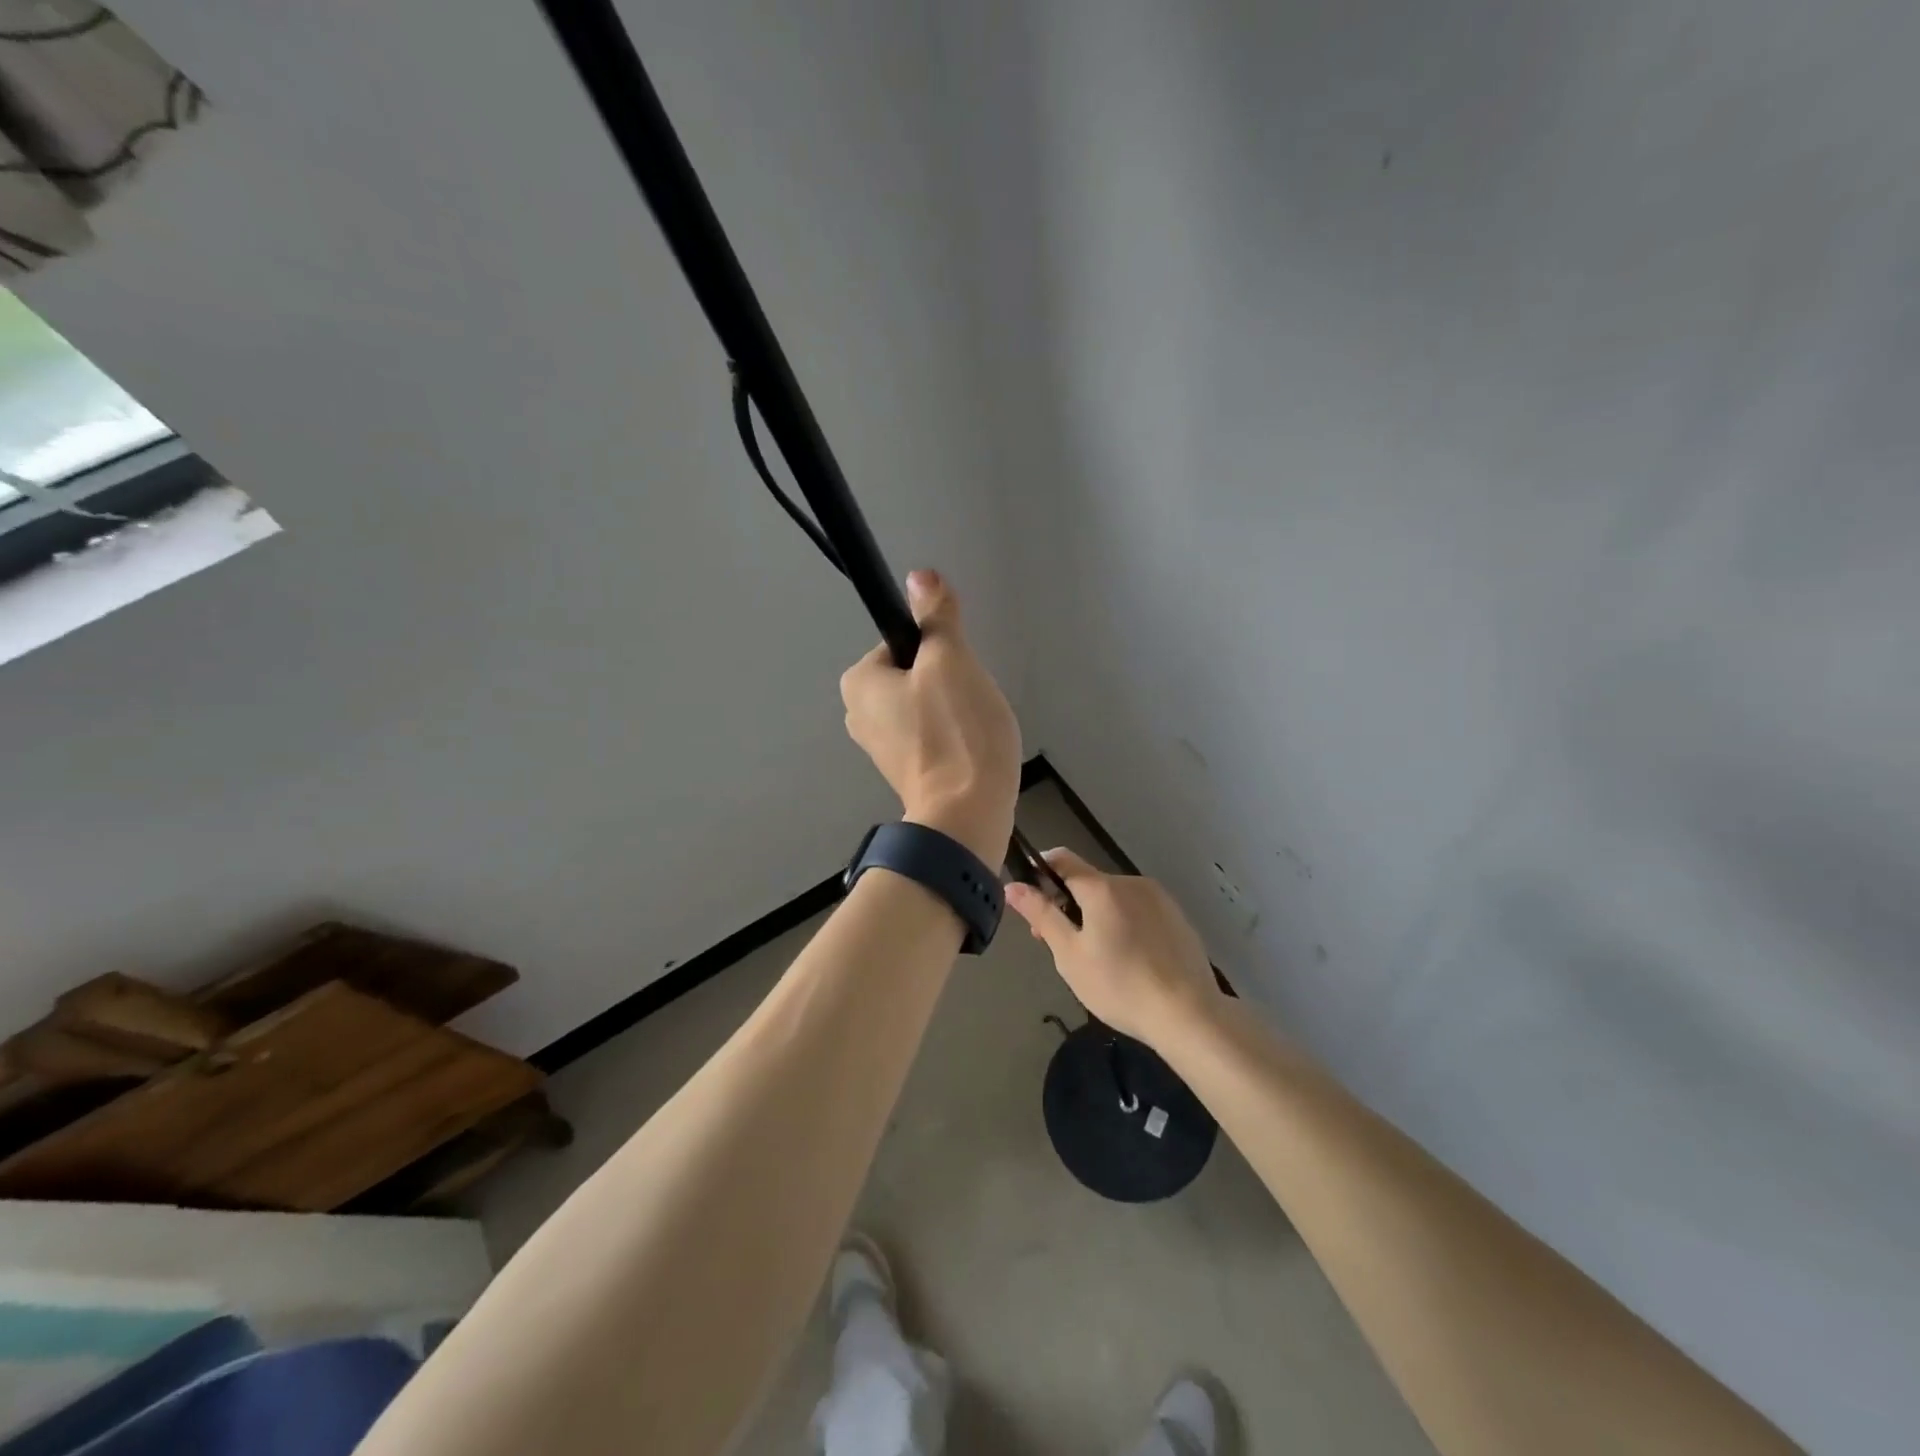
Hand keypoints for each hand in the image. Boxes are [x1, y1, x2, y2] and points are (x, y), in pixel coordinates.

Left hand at [840, 570, 1019, 864]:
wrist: (967, 814)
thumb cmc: (955, 730)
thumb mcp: (950, 660)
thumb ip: (935, 616)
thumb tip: (920, 575)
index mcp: (858, 683)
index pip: (903, 642)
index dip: (938, 650)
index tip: (958, 674)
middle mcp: (858, 714)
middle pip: (915, 674)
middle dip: (948, 682)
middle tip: (969, 703)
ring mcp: (880, 748)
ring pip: (927, 705)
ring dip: (955, 710)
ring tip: (973, 729)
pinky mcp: (905, 772)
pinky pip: (933, 736)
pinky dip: (953, 737)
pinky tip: (971, 750)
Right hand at [1004, 850, 1220, 1044]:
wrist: (1189, 1014)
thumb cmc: (1120, 986)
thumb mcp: (1070, 955)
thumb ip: (1041, 916)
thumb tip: (1013, 886)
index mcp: (1102, 888)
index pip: (1062, 859)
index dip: (1040, 870)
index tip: (1030, 897)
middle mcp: (1131, 882)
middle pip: (1089, 883)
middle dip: (1069, 905)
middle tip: (1062, 947)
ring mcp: (1159, 899)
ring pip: (1115, 898)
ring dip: (1099, 916)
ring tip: (1100, 960)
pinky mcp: (1178, 918)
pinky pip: (1140, 911)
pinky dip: (1126, 925)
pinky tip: (1131, 961)